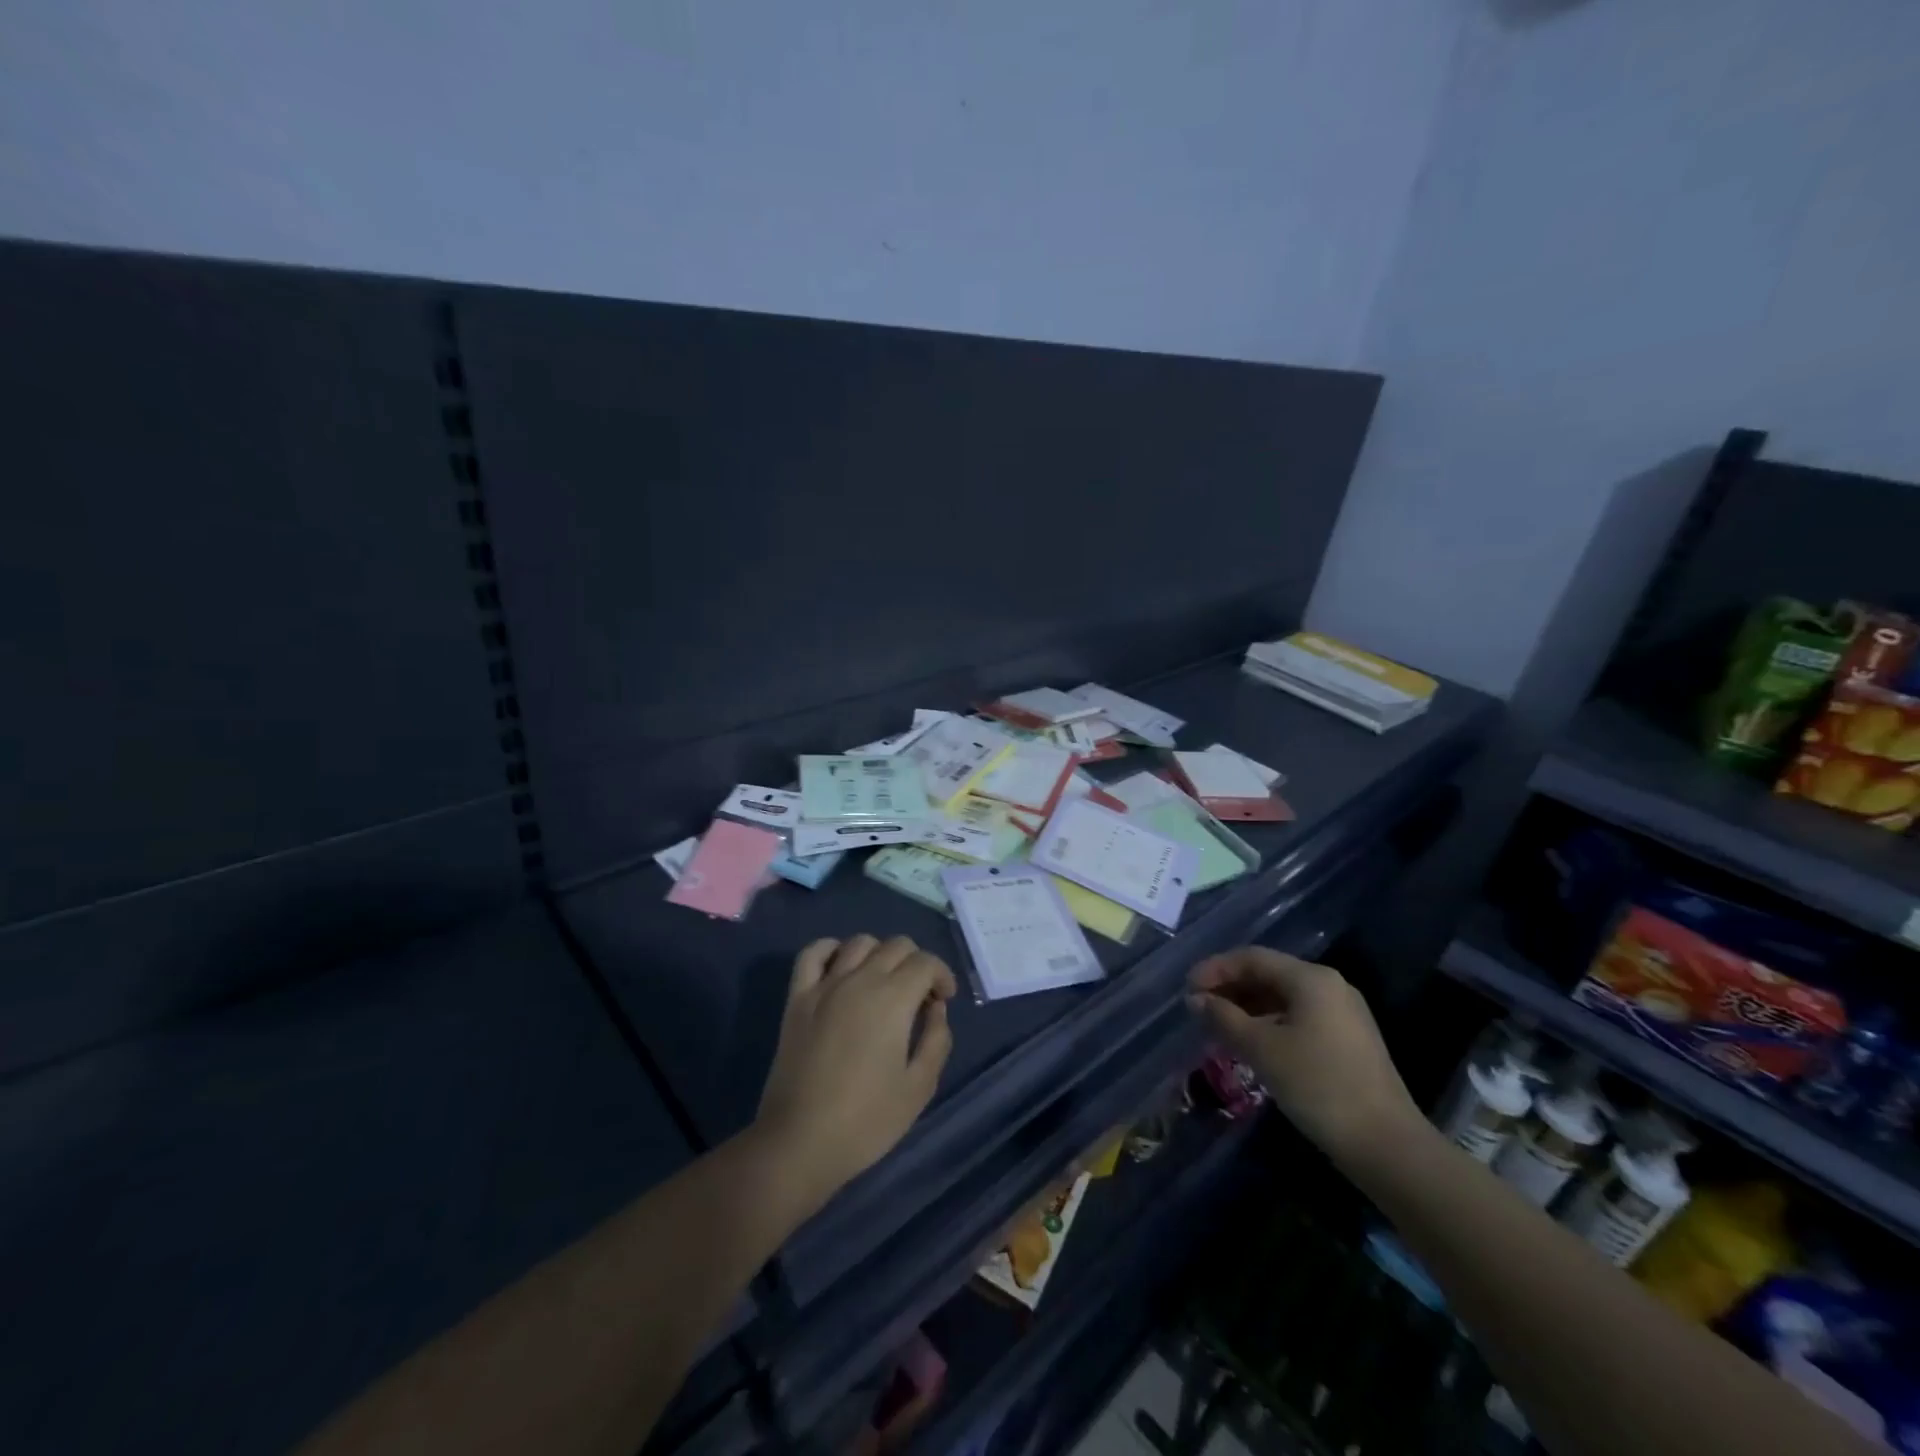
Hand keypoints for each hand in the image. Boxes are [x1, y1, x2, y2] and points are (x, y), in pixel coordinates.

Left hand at [753, 935, 955, 1210]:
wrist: (800, 1143)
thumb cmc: (866, 1121)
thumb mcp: (919, 1088)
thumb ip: (936, 1040)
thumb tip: (935, 1008)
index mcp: (892, 999)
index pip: (926, 962)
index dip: (942, 975)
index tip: (944, 1001)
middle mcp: (859, 980)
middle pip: (896, 945)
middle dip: (916, 963)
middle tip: (919, 997)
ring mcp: (824, 986)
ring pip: (859, 942)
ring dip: (880, 954)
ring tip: (884, 984)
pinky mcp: (797, 998)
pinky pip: (813, 953)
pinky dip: (831, 949)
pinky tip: (841, 967)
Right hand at [1189, 948, 1421, 1163]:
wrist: (1386, 1146)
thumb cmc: (1318, 1085)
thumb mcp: (1262, 1049)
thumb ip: (1224, 1018)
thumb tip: (1196, 999)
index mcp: (1311, 979)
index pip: (1252, 958)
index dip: (1215, 969)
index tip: (1187, 990)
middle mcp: (1330, 987)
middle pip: (1269, 974)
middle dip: (1230, 988)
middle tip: (1198, 1008)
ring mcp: (1343, 1014)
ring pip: (1283, 998)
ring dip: (1247, 1008)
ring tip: (1218, 1027)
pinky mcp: (1348, 1041)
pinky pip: (1298, 1018)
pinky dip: (1268, 1023)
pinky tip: (1250, 1044)